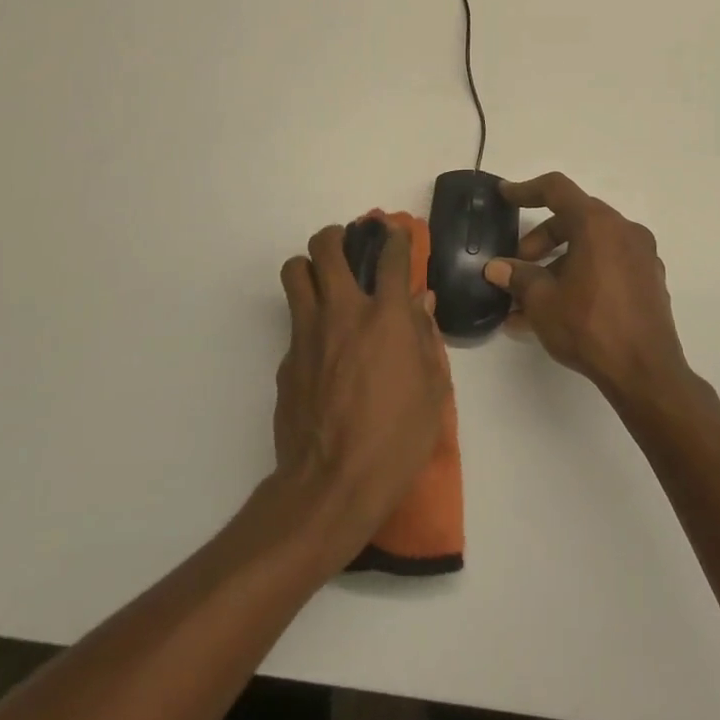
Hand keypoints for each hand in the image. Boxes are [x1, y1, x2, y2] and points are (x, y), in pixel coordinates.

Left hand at [274, 223, 449, 556]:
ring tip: (323, 282)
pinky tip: (323, 351)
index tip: (395, 235)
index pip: (391, 257)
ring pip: (294, 272)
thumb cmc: (396, 440)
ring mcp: (307, 333)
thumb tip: (421, 302)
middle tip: (347, 246)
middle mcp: (343, 312)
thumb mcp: (433, 391)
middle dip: (337, 236)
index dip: (395, 238)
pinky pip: (294, 322)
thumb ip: (426, 338)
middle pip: (326, 248)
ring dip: (309, 267)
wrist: (331, 485)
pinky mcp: (285, 359)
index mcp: (386, 317)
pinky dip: (308, 322)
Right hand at [484, 172, 686, 398]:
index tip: (505, 196)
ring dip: (558, 265)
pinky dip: (581, 278)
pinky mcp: (649, 283)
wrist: (646, 374)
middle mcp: (625, 231)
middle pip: (574, 220)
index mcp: (599, 225)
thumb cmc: (590, 326)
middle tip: (519, 266)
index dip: (526, 190)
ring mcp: (642, 257)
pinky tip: (557, 312)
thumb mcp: (542, 301)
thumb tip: (497, 268)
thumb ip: (517, 277)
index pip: (557, 190)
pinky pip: (607, 268)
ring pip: (590, 247)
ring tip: (529, 301)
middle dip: (540, 240)